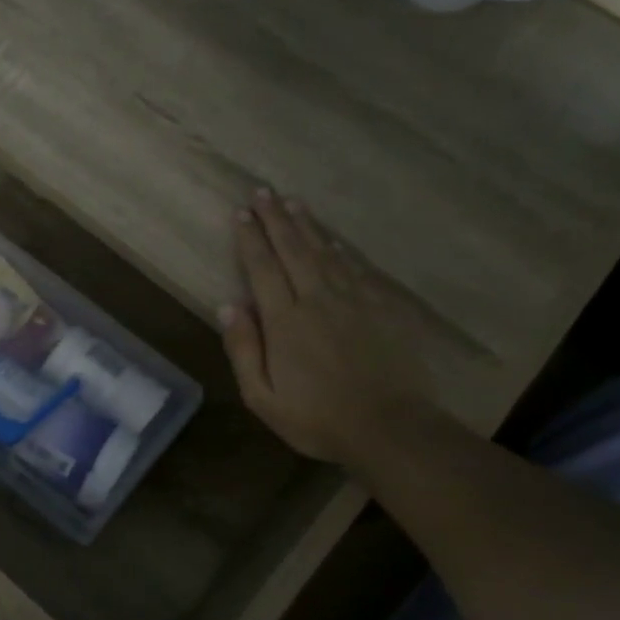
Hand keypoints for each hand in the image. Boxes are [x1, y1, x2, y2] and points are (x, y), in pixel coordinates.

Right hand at [221, 188, 430, 466]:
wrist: (390, 427)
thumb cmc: (316, 418)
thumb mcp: (262, 396)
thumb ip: (244, 350)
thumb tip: (228, 306)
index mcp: (285, 321)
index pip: (262, 268)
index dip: (250, 239)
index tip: (241, 213)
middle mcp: (318, 299)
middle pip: (293, 249)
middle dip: (275, 219)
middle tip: (263, 192)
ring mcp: (354, 300)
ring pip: (325, 252)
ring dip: (306, 225)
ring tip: (292, 203)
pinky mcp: (382, 307)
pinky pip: (356, 268)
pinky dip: (340, 249)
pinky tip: (333, 240)